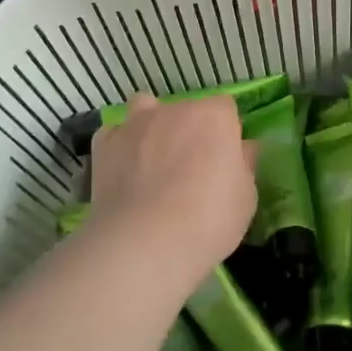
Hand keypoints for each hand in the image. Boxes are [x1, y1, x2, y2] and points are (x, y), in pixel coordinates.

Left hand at [87, 93, 256, 271]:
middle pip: (185, 110)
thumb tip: (243, 148)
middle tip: (190, 169)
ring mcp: (135, 123)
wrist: (145, 242)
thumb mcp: (246, 198)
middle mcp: (174, 109)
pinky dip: (119, 147)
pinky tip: (123, 172)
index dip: (225, 132)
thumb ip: (244, 165)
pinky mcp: (105, 143)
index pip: (224, 108)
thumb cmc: (208, 220)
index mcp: (214, 116)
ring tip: (151, 160)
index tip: (224, 160)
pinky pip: (114, 135)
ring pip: (145, 109)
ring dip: (150, 127)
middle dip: (189, 131)